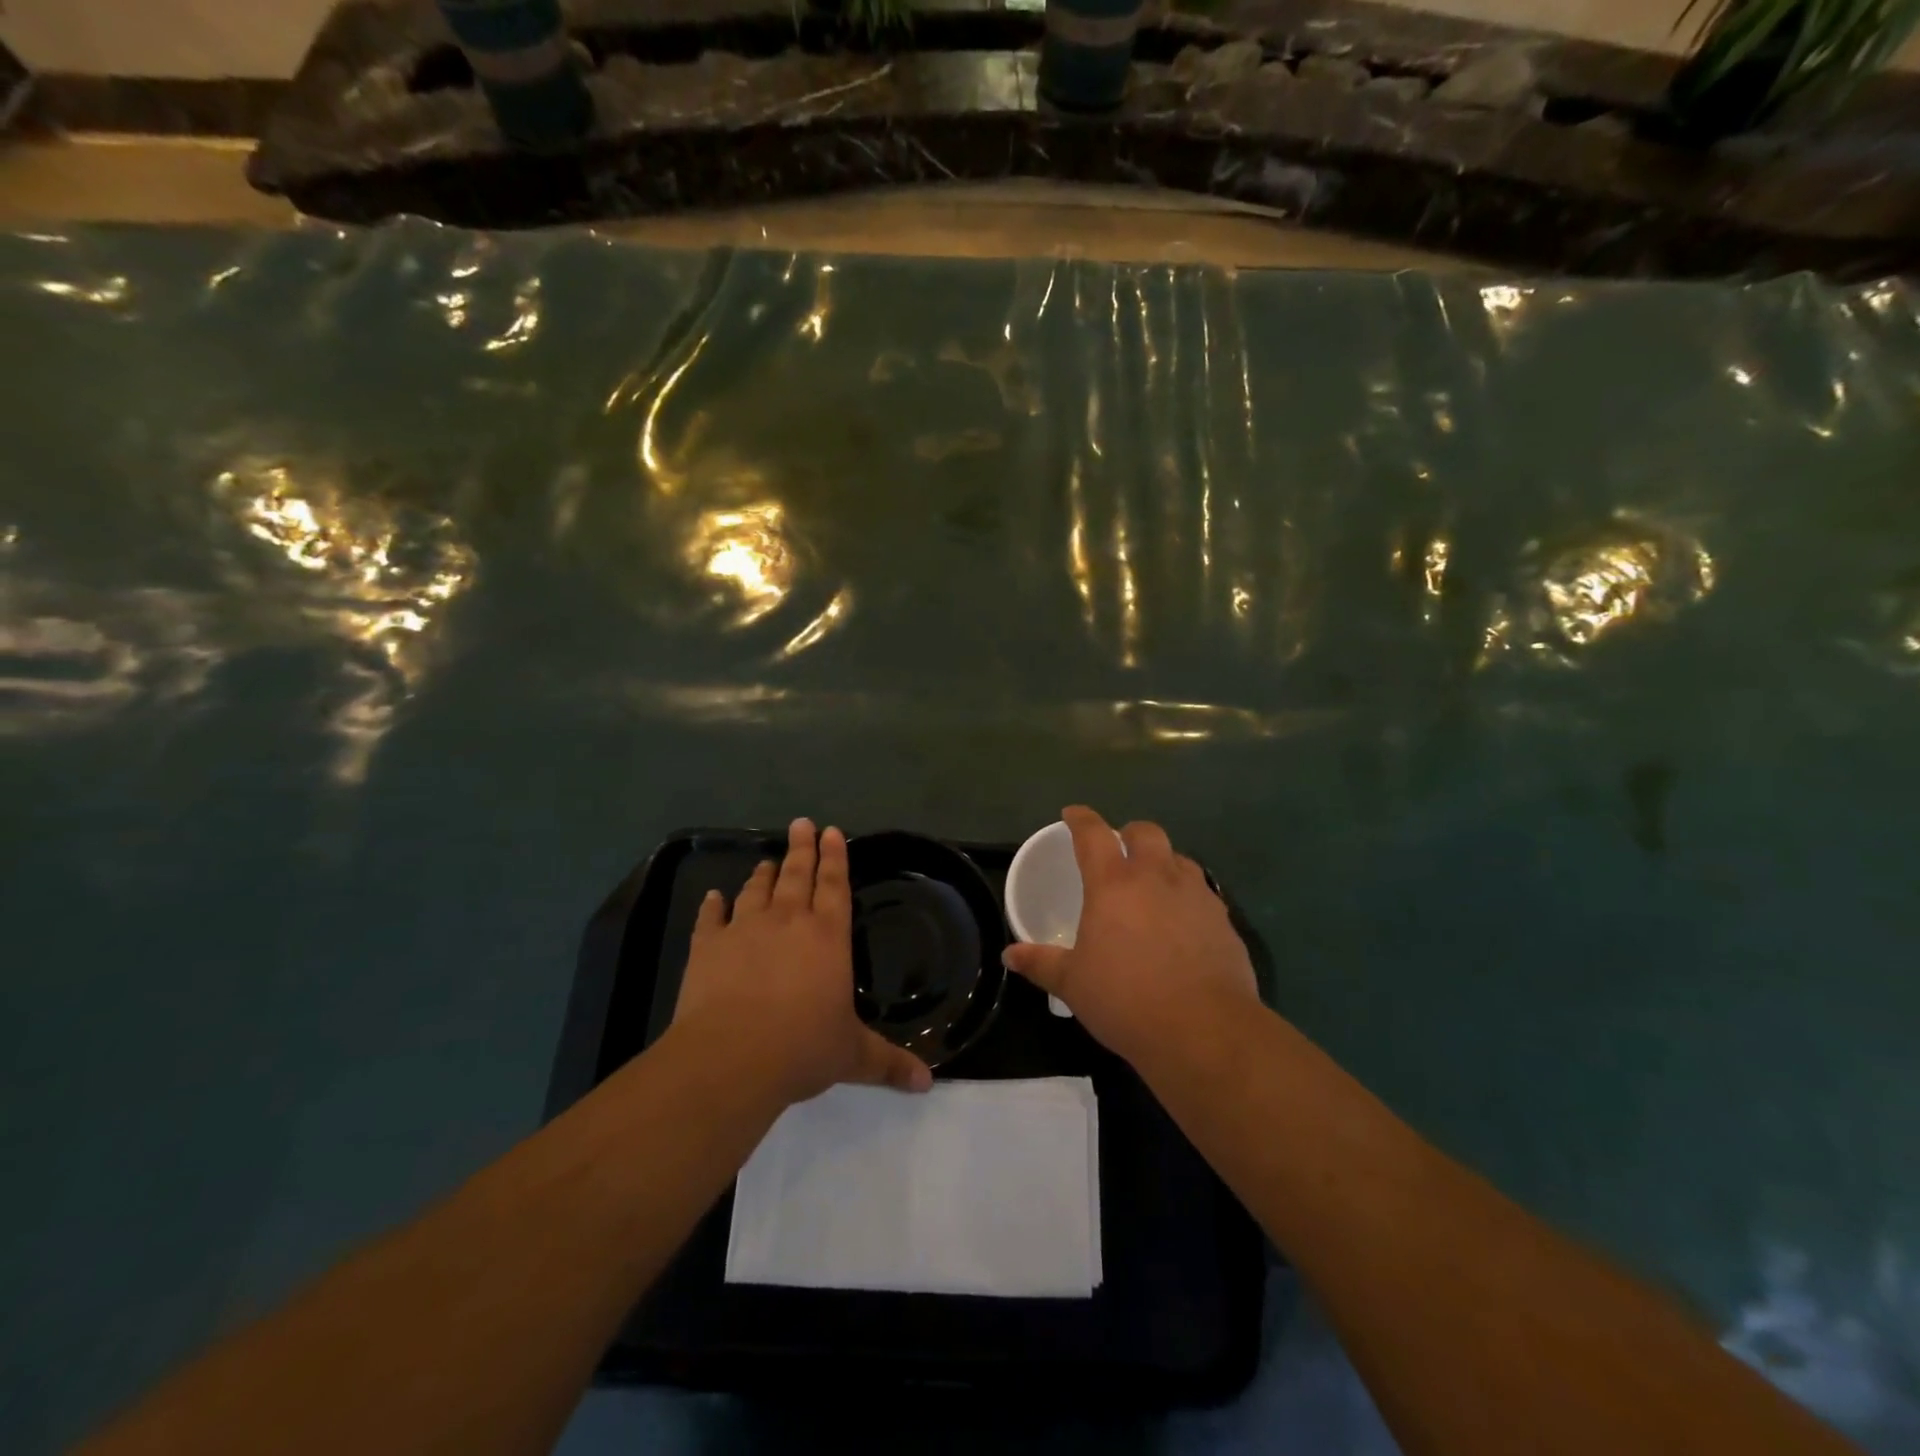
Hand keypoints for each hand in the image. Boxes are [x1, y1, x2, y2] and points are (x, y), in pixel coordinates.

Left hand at [673, 818, 932, 1104]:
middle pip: (797, 875)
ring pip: (756, 890)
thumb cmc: (802, 1048)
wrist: (731, 1058)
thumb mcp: (853, 1057)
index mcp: (828, 936)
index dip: (835, 857)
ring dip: (763, 873)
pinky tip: (713, 897)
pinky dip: (712, 906)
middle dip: (802, 848)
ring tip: (767, 860)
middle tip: (801, 823)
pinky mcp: (707, 947)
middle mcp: (788, 921)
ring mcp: (744, 929)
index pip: (835, 885)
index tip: (831, 831)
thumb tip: (927, 1084)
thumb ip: (889, 1064)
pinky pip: (711, 918)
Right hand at [1003, 806, 1258, 1067]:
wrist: (1204, 1030)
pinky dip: (1187, 896)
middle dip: (1129, 833)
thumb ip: (1041, 963)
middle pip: (1145, 833)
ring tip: (1152, 885)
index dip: (1080, 819)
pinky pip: (1202, 893)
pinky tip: (1182, 923)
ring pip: (1179, 859)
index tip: (1072, 814)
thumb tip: (1009, 955)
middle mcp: (1156, 877)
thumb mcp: (1072, 984)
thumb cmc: (1126, 1000)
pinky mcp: (1223, 920)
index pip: (1093, 834)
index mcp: (1113, 884)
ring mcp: (1196, 896)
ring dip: (1162, 862)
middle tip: (1118, 850)